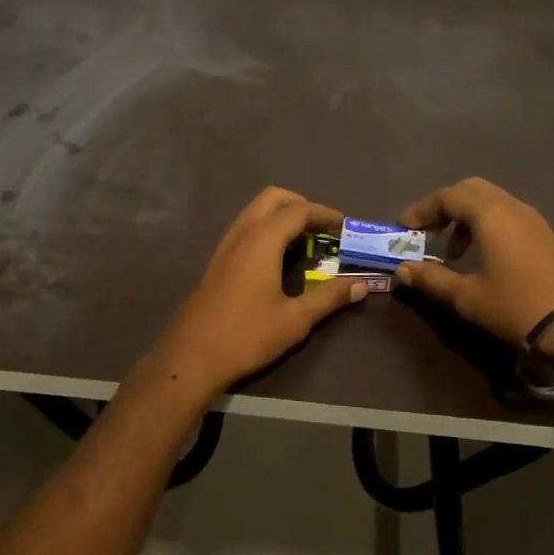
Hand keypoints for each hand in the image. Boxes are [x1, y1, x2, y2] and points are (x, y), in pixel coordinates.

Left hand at [140, 187, 367, 403]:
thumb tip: (362, 285)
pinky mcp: (218, 260)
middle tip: (323, 229)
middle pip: (274, 198)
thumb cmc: (246, 335)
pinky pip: (246, 228)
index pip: (299, 210)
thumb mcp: (295, 320)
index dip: (324, 214)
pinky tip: (279, 259)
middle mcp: (243, 233)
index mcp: (263, 240)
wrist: (191, 356)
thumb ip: (329, 297)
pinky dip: (267, 229)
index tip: (344, 226)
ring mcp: (226, 245)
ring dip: (282, 216)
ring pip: (256, 211)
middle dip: (301, 205)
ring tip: (305, 243)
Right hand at [393, 177, 553, 343]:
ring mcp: (530, 218)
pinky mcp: (542, 233)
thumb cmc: (516, 306)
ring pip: (489, 200)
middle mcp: (510, 206)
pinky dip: (484, 224)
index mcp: (489, 214)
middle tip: (426, 231)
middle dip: (443, 206)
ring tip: (451, 251)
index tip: (403, 228)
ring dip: (464, 216)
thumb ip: (432, 279)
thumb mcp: (467, 296)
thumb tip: (402, 270)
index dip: (422, 209)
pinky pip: (504, 213)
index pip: (447, 196)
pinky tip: (480, 256)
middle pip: (469, 190)